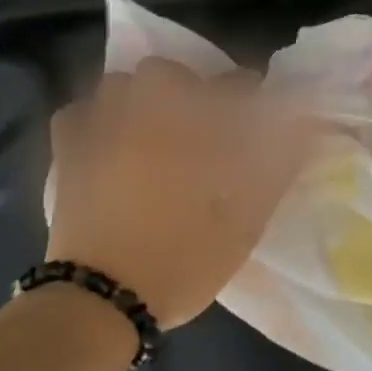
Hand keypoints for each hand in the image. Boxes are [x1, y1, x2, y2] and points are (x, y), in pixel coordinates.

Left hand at [38, 59, 314, 328]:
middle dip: (189, 87)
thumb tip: (305, 131)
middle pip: (167, 72)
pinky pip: (77, 113)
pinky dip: (94, 117)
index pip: (231, 86)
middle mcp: (145, 115)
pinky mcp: (67, 152)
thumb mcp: (245, 221)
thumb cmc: (183, 259)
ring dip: (141, 96)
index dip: (248, 93)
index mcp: (192, 128)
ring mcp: (99, 129)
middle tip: (201, 125)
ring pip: (119, 84)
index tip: (256, 112)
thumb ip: (276, 169)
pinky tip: (107, 140)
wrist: (105, 299)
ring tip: (153, 129)